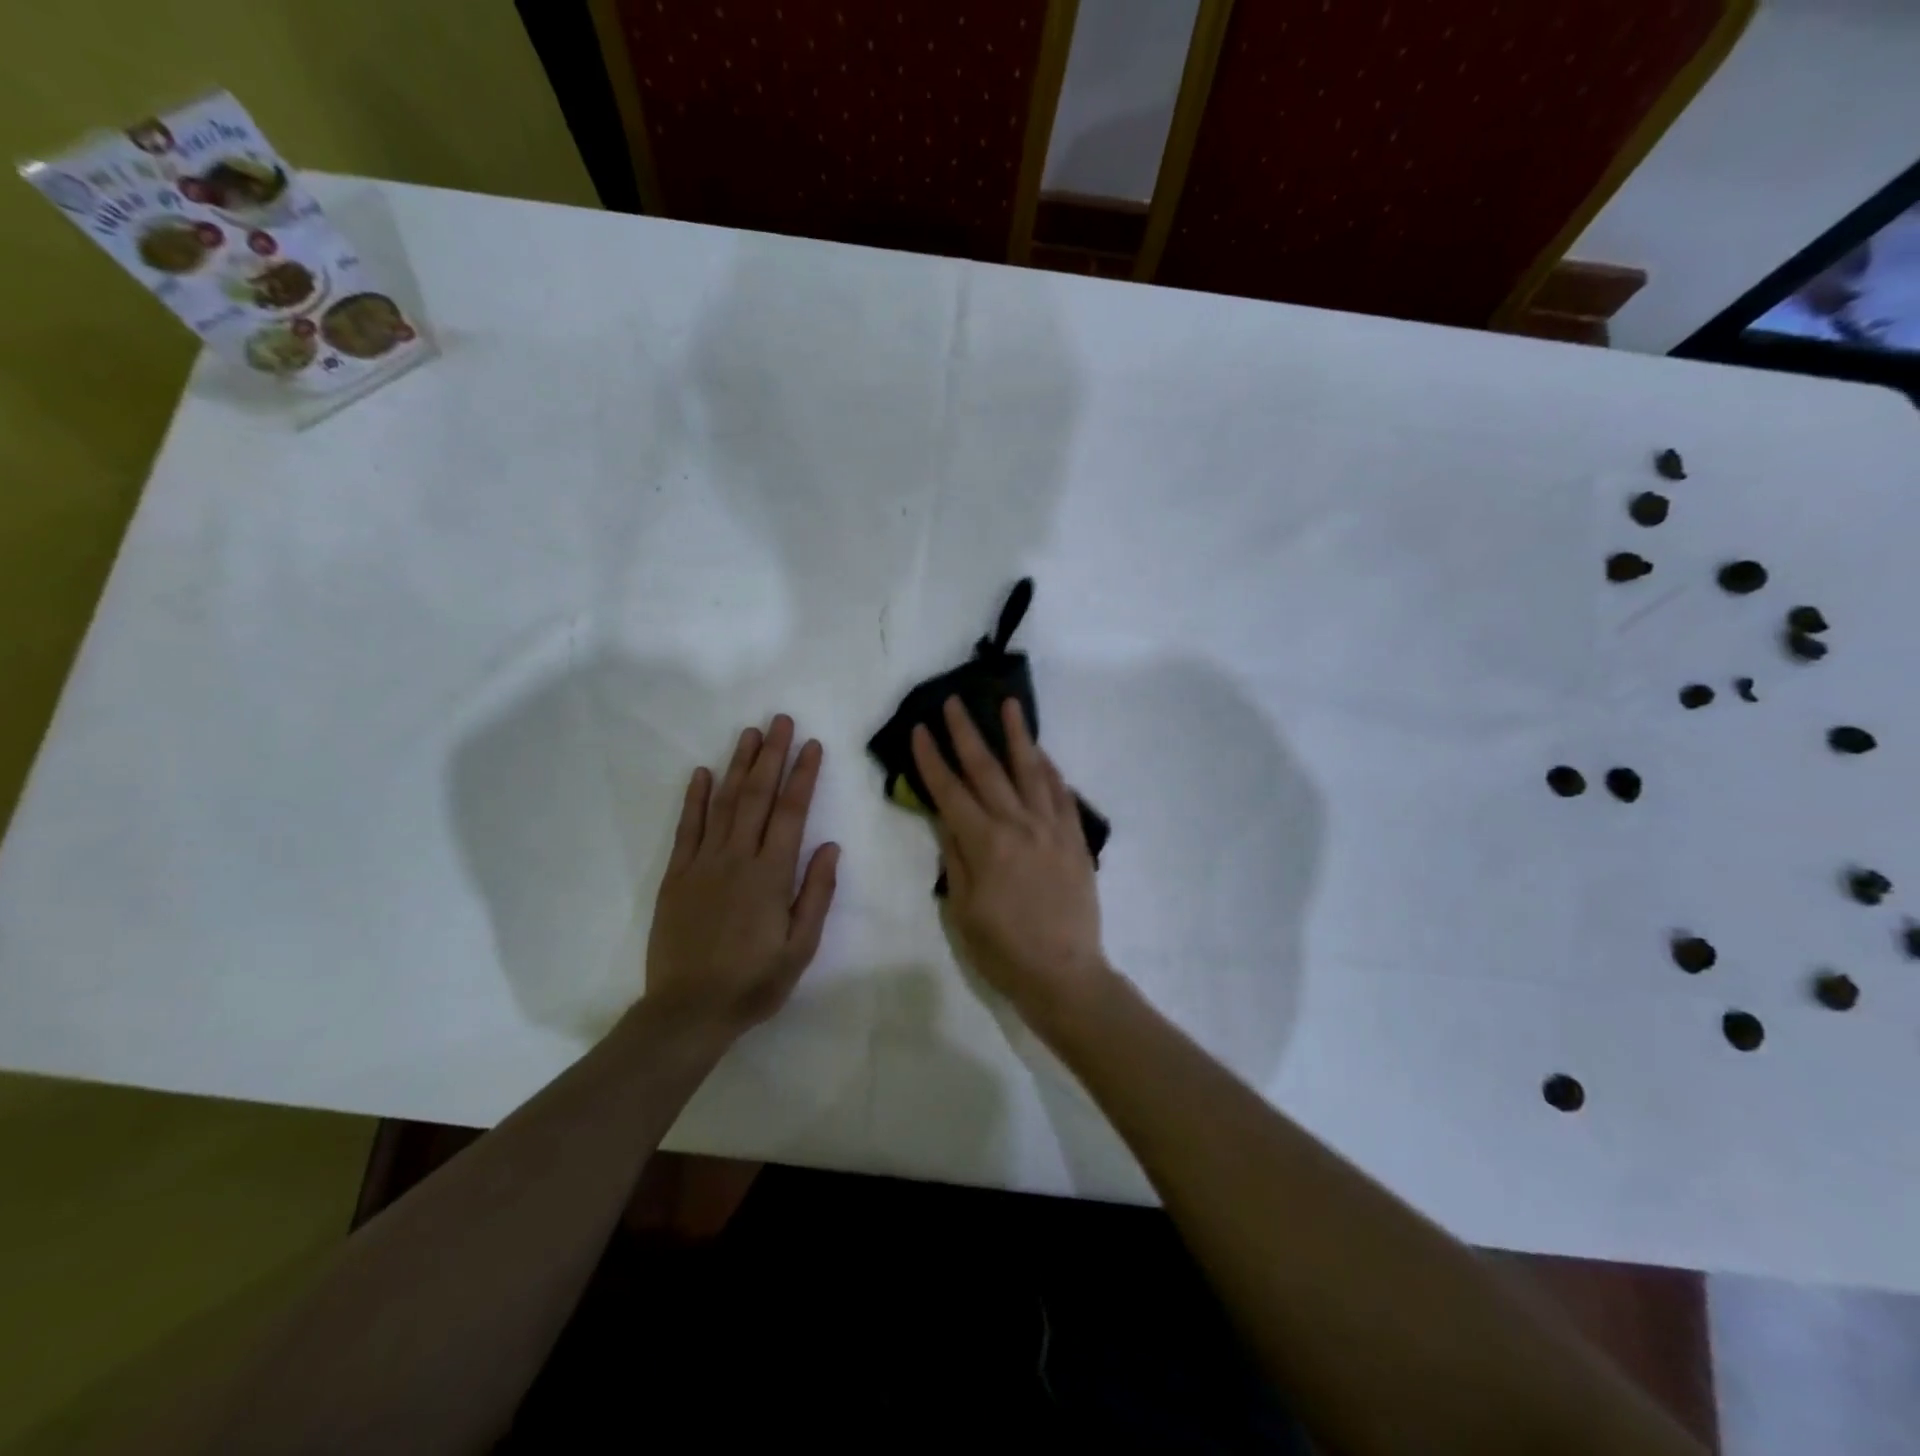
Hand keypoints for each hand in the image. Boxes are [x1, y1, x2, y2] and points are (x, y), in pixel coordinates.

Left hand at [644, 716, 839, 1036]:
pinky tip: (701, 773)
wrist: (688, 1011)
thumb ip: (816, 893)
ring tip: (750, 734)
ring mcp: (703, 863)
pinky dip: (694, 798)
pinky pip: (687, 828)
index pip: (791, 813)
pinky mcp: (676, 875)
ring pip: (723, 803)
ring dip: (737, 765)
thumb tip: (830, 846)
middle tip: (781, 721)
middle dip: (772, 756)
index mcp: (771, 874)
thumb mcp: (800, 947)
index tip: (812, 745)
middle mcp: (737, 858)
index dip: (803, 776)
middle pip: (757, 796)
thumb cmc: (754, 981)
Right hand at [911, 697, 1111, 1026]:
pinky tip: (1042, 754)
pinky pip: (1062, 794)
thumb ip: (954, 858)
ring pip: (1031, 771)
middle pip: (988, 769)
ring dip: (1017, 735)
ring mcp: (1051, 828)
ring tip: (1009, 704)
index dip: (931, 760)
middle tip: (953, 702)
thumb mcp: (962, 909)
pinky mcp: (1075, 839)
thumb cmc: (1002, 950)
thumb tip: (946, 820)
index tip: (919, 730)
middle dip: (966, 733)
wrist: (1064, 973)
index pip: (950, 792)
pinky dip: (1050, 770)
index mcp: (984, 843)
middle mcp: (1018, 825)